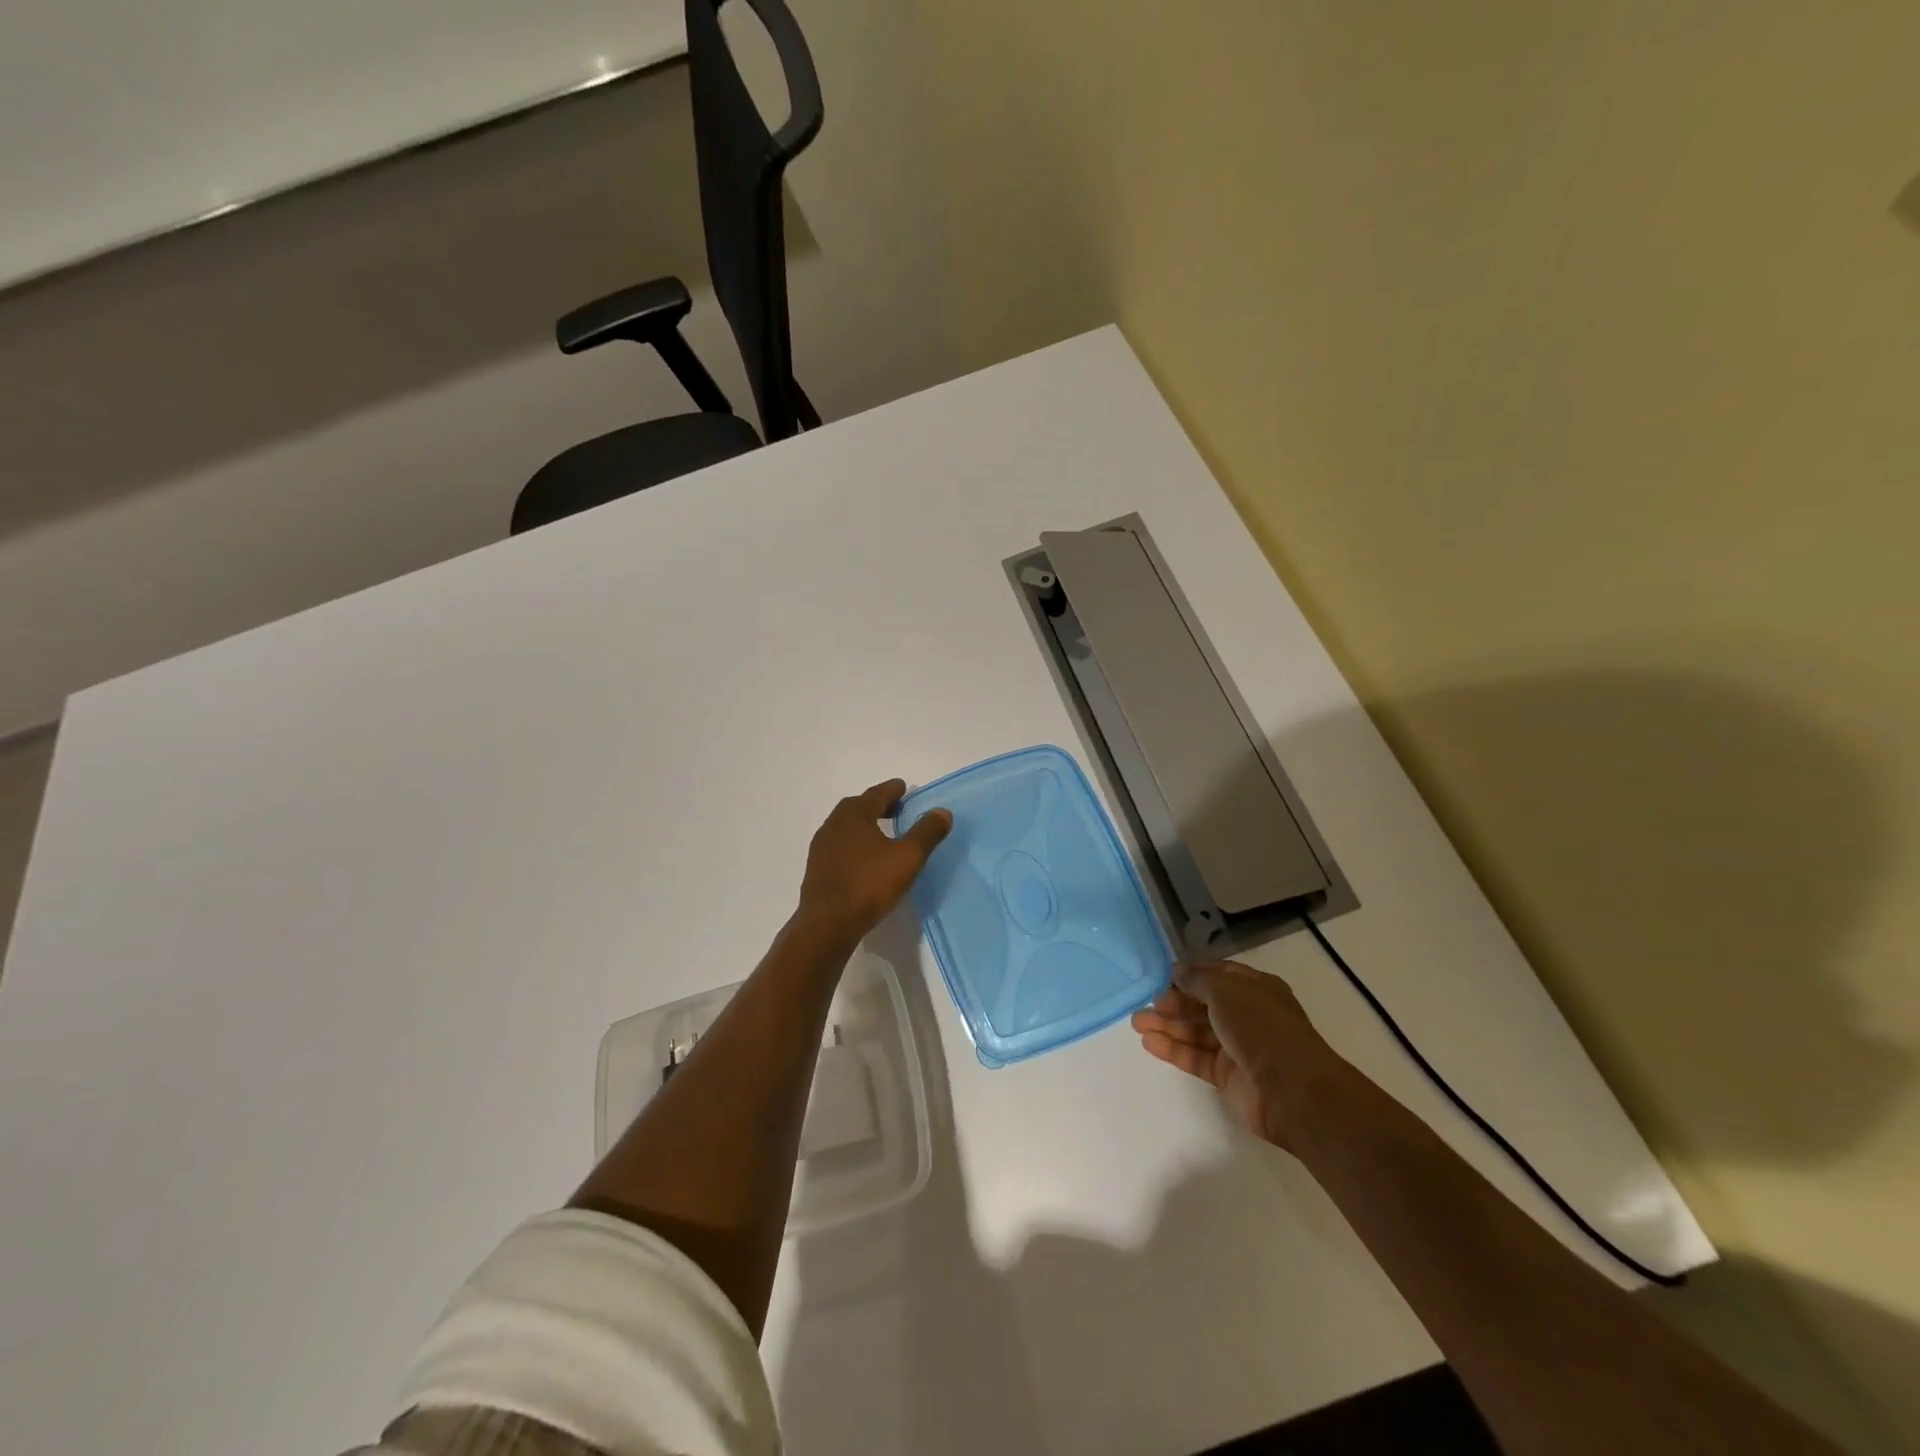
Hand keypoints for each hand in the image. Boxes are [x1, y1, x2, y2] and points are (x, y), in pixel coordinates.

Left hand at [797, 779, 951, 944]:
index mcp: (854, 815)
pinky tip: (864, 858)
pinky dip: (854, 842)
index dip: (893, 790)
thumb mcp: (907, 858)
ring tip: (882, 833)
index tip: (903, 787)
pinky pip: (839, 845)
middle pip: (858, 806)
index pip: (877, 794)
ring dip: (864, 824)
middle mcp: (834, 824)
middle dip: (877, 805)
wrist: (827, 924)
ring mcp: (821, 846)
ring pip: (846, 826)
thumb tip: (942, 811)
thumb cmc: (869, 885)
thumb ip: (926, 833)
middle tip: (896, 809)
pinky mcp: (817, 867)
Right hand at [1131, 960, 1339, 1149]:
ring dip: (1167, 1026)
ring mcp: (1238, 1047)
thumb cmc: (1260, 1027)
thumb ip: (1197, 979)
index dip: (1191, 975)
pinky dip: (1173, 1050)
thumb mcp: (1226, 990)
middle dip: (1174, 1003)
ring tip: (1137, 1024)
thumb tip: (1177, 971)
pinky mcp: (1227, 1076)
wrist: (1292, 1090)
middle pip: (1203, 1005)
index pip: (1218, 976)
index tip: (1163, 977)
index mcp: (1255, 989)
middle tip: (1147, 1005)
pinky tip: (1149, 1043)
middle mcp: (1247, 1015)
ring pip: (1196, 1032)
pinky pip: (1196, 1057)